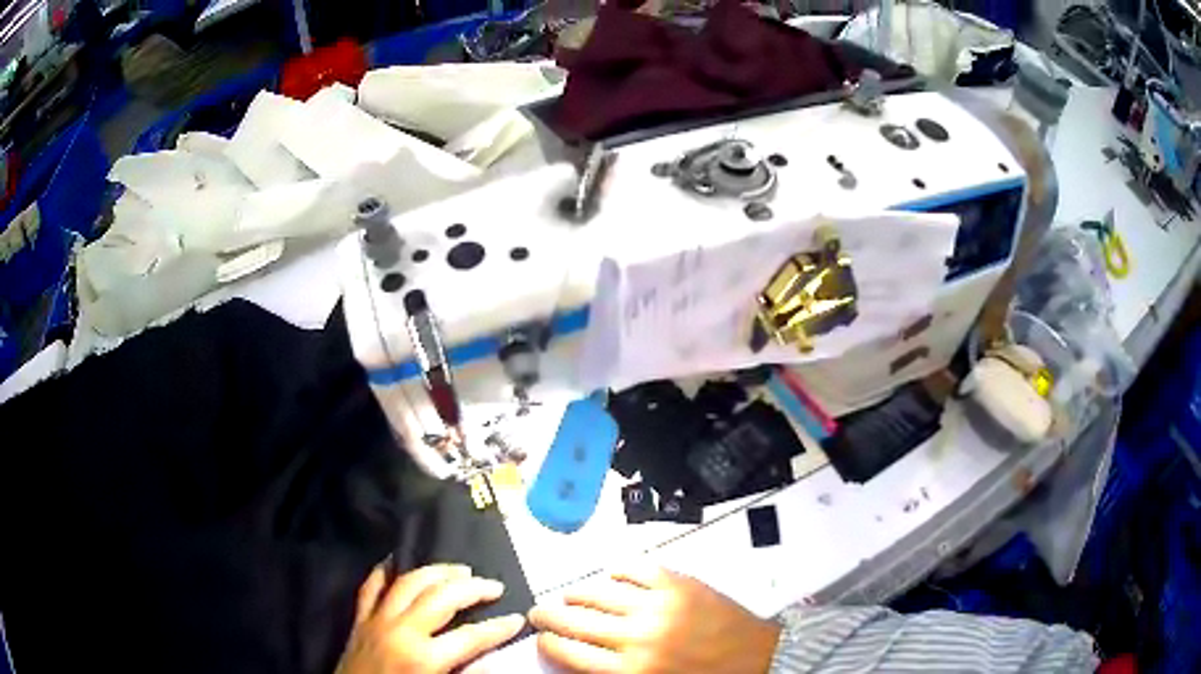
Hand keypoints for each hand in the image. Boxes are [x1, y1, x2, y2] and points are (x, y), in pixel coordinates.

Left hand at [336, 564, 525, 673]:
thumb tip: (492, 660)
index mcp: (424, 658)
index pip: (471, 637)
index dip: (498, 628)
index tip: (518, 619)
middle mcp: (401, 631)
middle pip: (442, 598)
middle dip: (472, 588)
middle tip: (494, 585)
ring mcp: (376, 621)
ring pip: (408, 583)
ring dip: (436, 572)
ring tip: (459, 570)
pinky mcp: (359, 620)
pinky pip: (371, 587)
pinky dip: (384, 571)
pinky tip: (397, 561)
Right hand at [529, 566, 779, 673]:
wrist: (758, 658)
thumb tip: (578, 658)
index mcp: (630, 671)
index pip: (568, 652)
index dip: (547, 643)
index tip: (542, 639)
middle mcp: (637, 637)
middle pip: (574, 620)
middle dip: (548, 616)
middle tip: (540, 613)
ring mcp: (658, 605)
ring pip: (597, 592)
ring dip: (576, 593)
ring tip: (569, 596)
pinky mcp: (679, 583)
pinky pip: (635, 569)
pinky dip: (616, 570)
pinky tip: (611, 576)